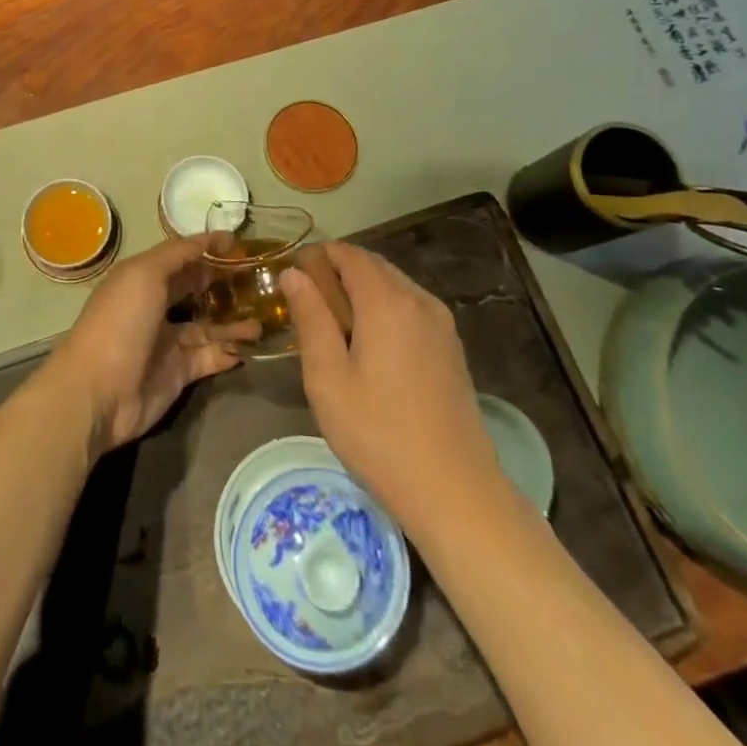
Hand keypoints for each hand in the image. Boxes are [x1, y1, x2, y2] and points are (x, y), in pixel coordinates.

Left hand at [37, 235, 256, 454]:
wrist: (99, 392)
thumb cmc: (121, 322)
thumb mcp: (144, 274)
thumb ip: (178, 254)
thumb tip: (210, 238)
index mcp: (142, 278)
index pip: (181, 257)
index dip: (208, 248)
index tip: (241, 244)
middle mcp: (155, 307)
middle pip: (195, 290)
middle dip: (224, 283)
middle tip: (260, 279)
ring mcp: (167, 342)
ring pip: (208, 326)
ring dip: (234, 322)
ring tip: (264, 319)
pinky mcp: (178, 373)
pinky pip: (209, 357)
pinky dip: (229, 351)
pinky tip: (250, 347)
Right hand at [279, 243, 502, 534]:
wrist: (456, 492)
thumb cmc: (379, 434)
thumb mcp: (328, 378)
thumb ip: (310, 318)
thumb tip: (293, 273)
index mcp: (387, 301)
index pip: (348, 253)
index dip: (316, 256)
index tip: (291, 278)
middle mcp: (419, 300)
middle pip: (373, 265)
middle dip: (337, 273)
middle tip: (306, 307)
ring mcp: (441, 324)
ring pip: (393, 287)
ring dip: (361, 293)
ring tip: (333, 330)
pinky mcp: (451, 348)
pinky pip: (410, 309)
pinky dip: (383, 311)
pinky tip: (368, 348)